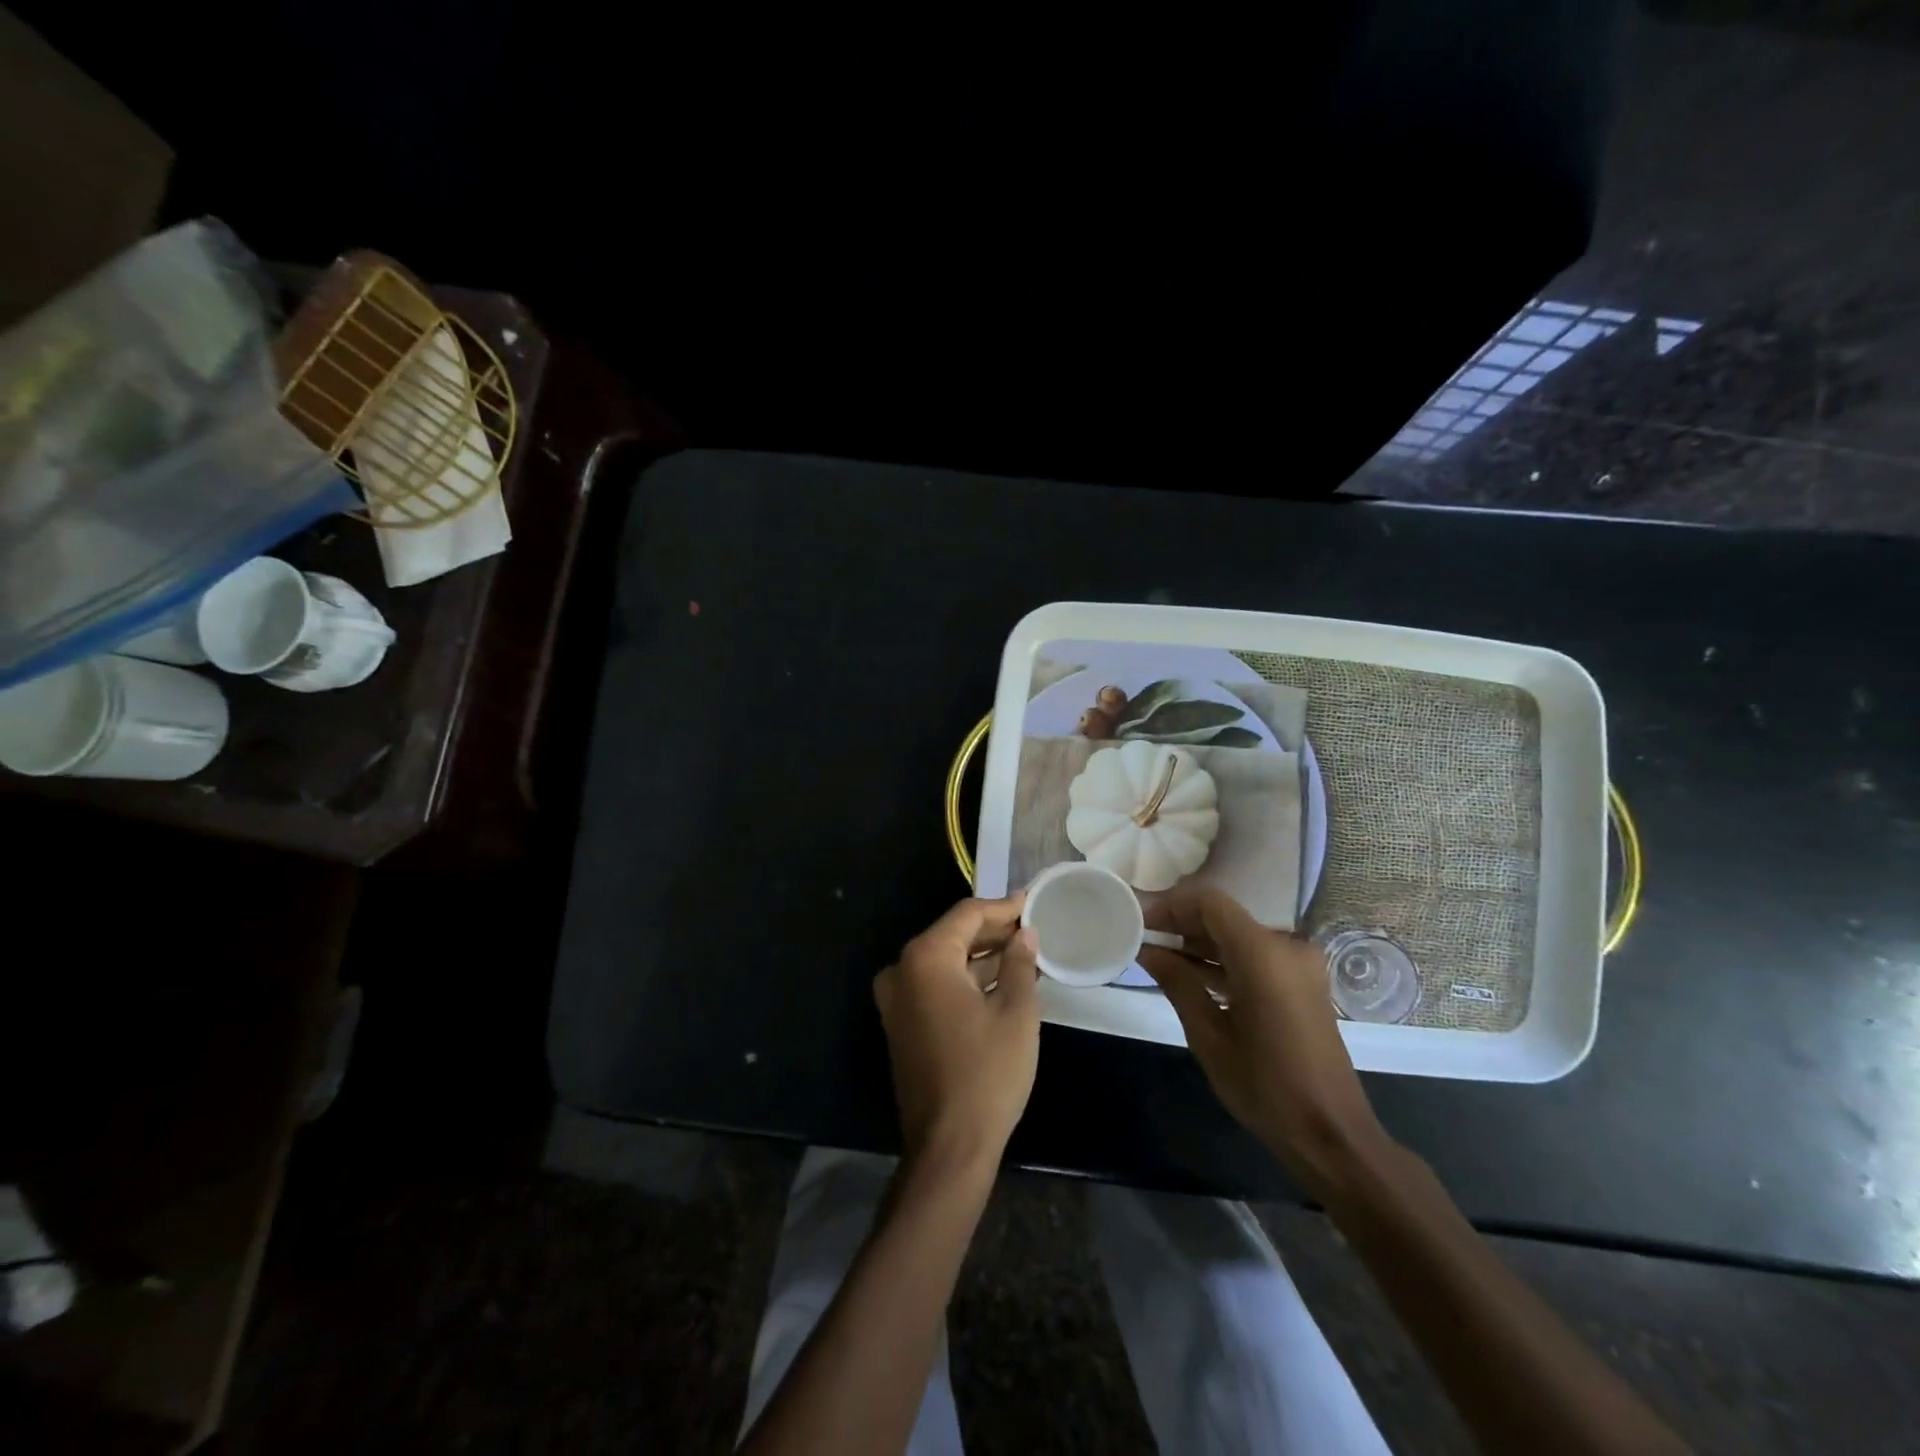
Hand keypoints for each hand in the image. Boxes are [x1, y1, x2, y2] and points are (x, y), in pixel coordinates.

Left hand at [873, 895, 1041, 1168]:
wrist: (949, 1145)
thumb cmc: (988, 1072)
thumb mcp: (1016, 1012)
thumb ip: (1020, 963)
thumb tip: (1024, 934)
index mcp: (926, 958)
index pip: (967, 915)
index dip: (1003, 908)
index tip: (1032, 902)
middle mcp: (902, 970)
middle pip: (952, 935)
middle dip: (993, 931)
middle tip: (1032, 927)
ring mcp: (897, 999)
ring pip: (944, 961)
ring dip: (982, 956)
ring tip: (1024, 952)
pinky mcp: (901, 1023)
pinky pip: (936, 985)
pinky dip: (966, 980)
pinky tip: (1001, 980)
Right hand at [1139, 885, 1386, 1194]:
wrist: (1332, 1134)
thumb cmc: (1265, 1087)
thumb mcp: (1209, 1037)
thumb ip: (1178, 983)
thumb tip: (1148, 950)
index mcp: (1264, 954)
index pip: (1209, 903)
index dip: (1169, 905)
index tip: (1138, 919)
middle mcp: (1286, 947)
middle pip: (1223, 916)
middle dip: (1180, 922)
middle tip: (1141, 935)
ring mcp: (1299, 964)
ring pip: (1238, 935)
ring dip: (1199, 942)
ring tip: (1157, 955)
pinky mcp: (1302, 982)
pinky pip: (1255, 955)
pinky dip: (1222, 959)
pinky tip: (1189, 974)